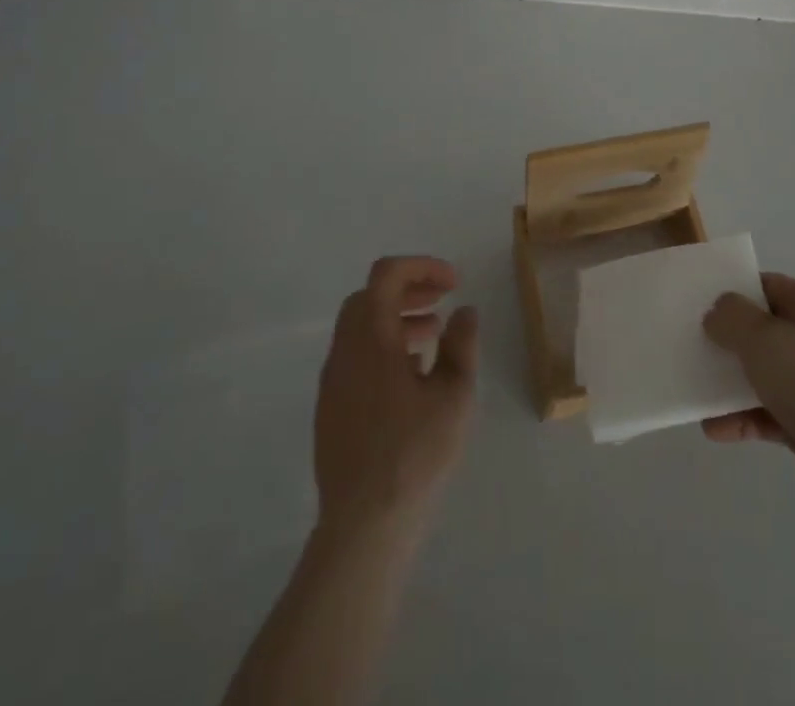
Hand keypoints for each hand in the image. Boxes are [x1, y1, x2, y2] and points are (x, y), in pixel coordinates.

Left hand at [313, 256, 478, 540]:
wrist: (363, 526)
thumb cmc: (415, 454)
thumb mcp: (454, 395)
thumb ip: (461, 345)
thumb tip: (464, 312)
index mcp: (371, 338)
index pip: (387, 274)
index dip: (422, 267)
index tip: (453, 283)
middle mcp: (344, 351)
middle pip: (369, 296)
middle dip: (408, 289)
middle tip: (443, 301)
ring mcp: (333, 381)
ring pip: (360, 327)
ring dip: (396, 317)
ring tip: (433, 335)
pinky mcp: (330, 408)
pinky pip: (355, 356)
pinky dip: (382, 346)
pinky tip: (412, 375)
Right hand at [701, 272, 794, 535]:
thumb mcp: (762, 337)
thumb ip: (732, 317)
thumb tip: (718, 313)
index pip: (769, 286)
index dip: (735, 291)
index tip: (700, 302)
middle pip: (765, 332)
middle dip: (728, 340)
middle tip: (692, 345)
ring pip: (764, 375)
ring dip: (730, 384)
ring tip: (696, 391)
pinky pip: (768, 414)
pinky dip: (743, 419)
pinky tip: (714, 429)